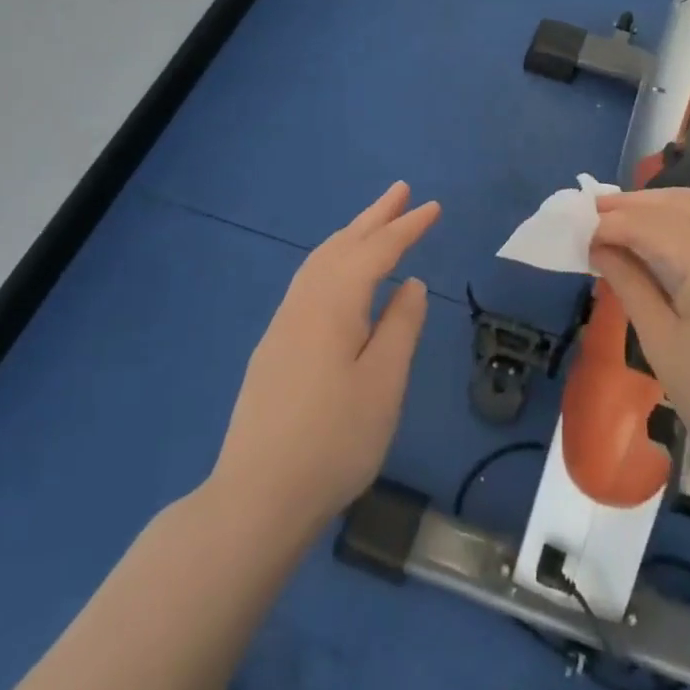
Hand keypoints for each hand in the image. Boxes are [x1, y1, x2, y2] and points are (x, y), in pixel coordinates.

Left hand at [213, 183, 437, 533]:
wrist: (256, 498)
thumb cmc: (333, 441)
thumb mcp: (383, 383)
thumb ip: (400, 326)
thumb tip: (410, 284)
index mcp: (333, 304)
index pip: (376, 251)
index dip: (406, 227)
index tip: (433, 206)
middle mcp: (304, 302)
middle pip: (342, 245)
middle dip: (374, 217)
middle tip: (401, 190)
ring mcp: (283, 324)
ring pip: (320, 261)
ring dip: (351, 235)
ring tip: (375, 221)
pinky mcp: (274, 347)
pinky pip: (309, 280)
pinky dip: (333, 259)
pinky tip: (340, 274)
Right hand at [590, 187, 689, 500]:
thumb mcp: (661, 343)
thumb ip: (628, 282)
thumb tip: (596, 244)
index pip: (652, 226)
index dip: (612, 223)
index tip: (581, 228)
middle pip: (682, 205)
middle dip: (636, 205)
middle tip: (598, 209)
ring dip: (669, 204)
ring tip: (632, 213)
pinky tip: (678, 227)